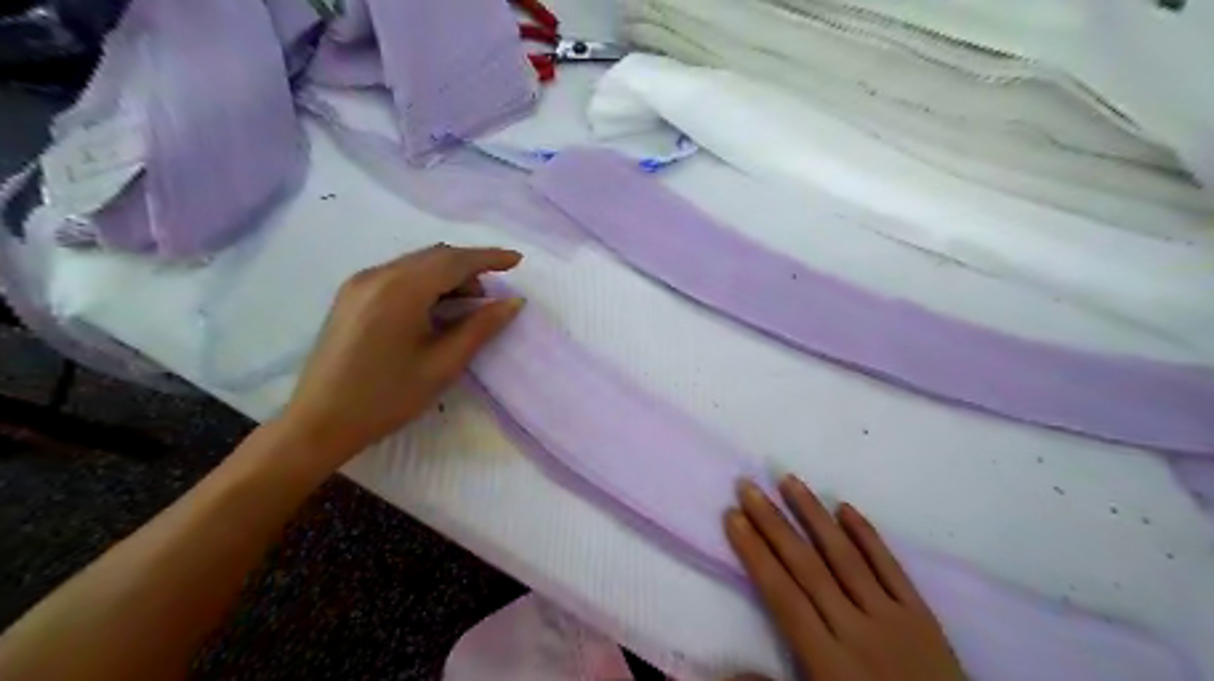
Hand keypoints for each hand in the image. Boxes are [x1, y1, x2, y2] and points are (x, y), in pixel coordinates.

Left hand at [279, 245, 527, 473]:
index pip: (455, 261)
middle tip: (492, 296)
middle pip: (435, 256)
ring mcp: (360, 283)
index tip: (518, 260)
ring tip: (467, 308)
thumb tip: (513, 302)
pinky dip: (425, 283)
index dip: (489, 258)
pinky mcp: (352, 295)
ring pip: (416, 264)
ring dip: (448, 276)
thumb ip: (481, 328)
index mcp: (400, 290)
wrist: (320, 421)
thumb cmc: (387, 397)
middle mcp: (378, 275)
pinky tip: (436, 309)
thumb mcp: (443, 364)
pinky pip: (398, 275)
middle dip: (469, 268)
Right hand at [718, 478, 967, 679]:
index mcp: (827, 661)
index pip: (782, 595)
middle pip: (807, 567)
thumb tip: (720, 668)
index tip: (733, 517)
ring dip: (814, 515)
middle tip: (749, 487)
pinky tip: (846, 508)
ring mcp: (892, 617)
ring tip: (789, 480)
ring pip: (845, 556)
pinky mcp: (921, 615)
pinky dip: (868, 536)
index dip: (755, 554)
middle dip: (773, 524)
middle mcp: (856, 629)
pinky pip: (891, 568)